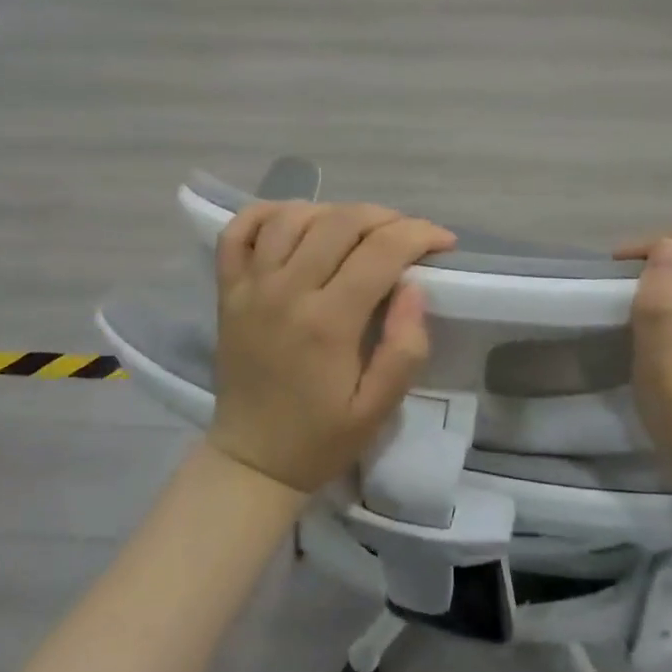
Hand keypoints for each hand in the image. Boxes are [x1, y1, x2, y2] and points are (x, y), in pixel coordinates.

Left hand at [210, 201, 456, 494]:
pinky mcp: (227, 290)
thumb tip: (414, 287)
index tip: (444, 242)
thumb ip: (405, 348)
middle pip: (340, 222)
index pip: (381, 251)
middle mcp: (286, 292)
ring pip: (293, 216)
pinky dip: (269, 212)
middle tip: (408, 235)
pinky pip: (239, 230)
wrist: (252, 460)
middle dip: (386, 217)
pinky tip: (297, 220)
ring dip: (334, 212)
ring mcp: (250, 287)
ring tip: (359, 230)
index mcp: (328, 323)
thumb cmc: (321, 437)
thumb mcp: (379, 408)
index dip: (420, 234)